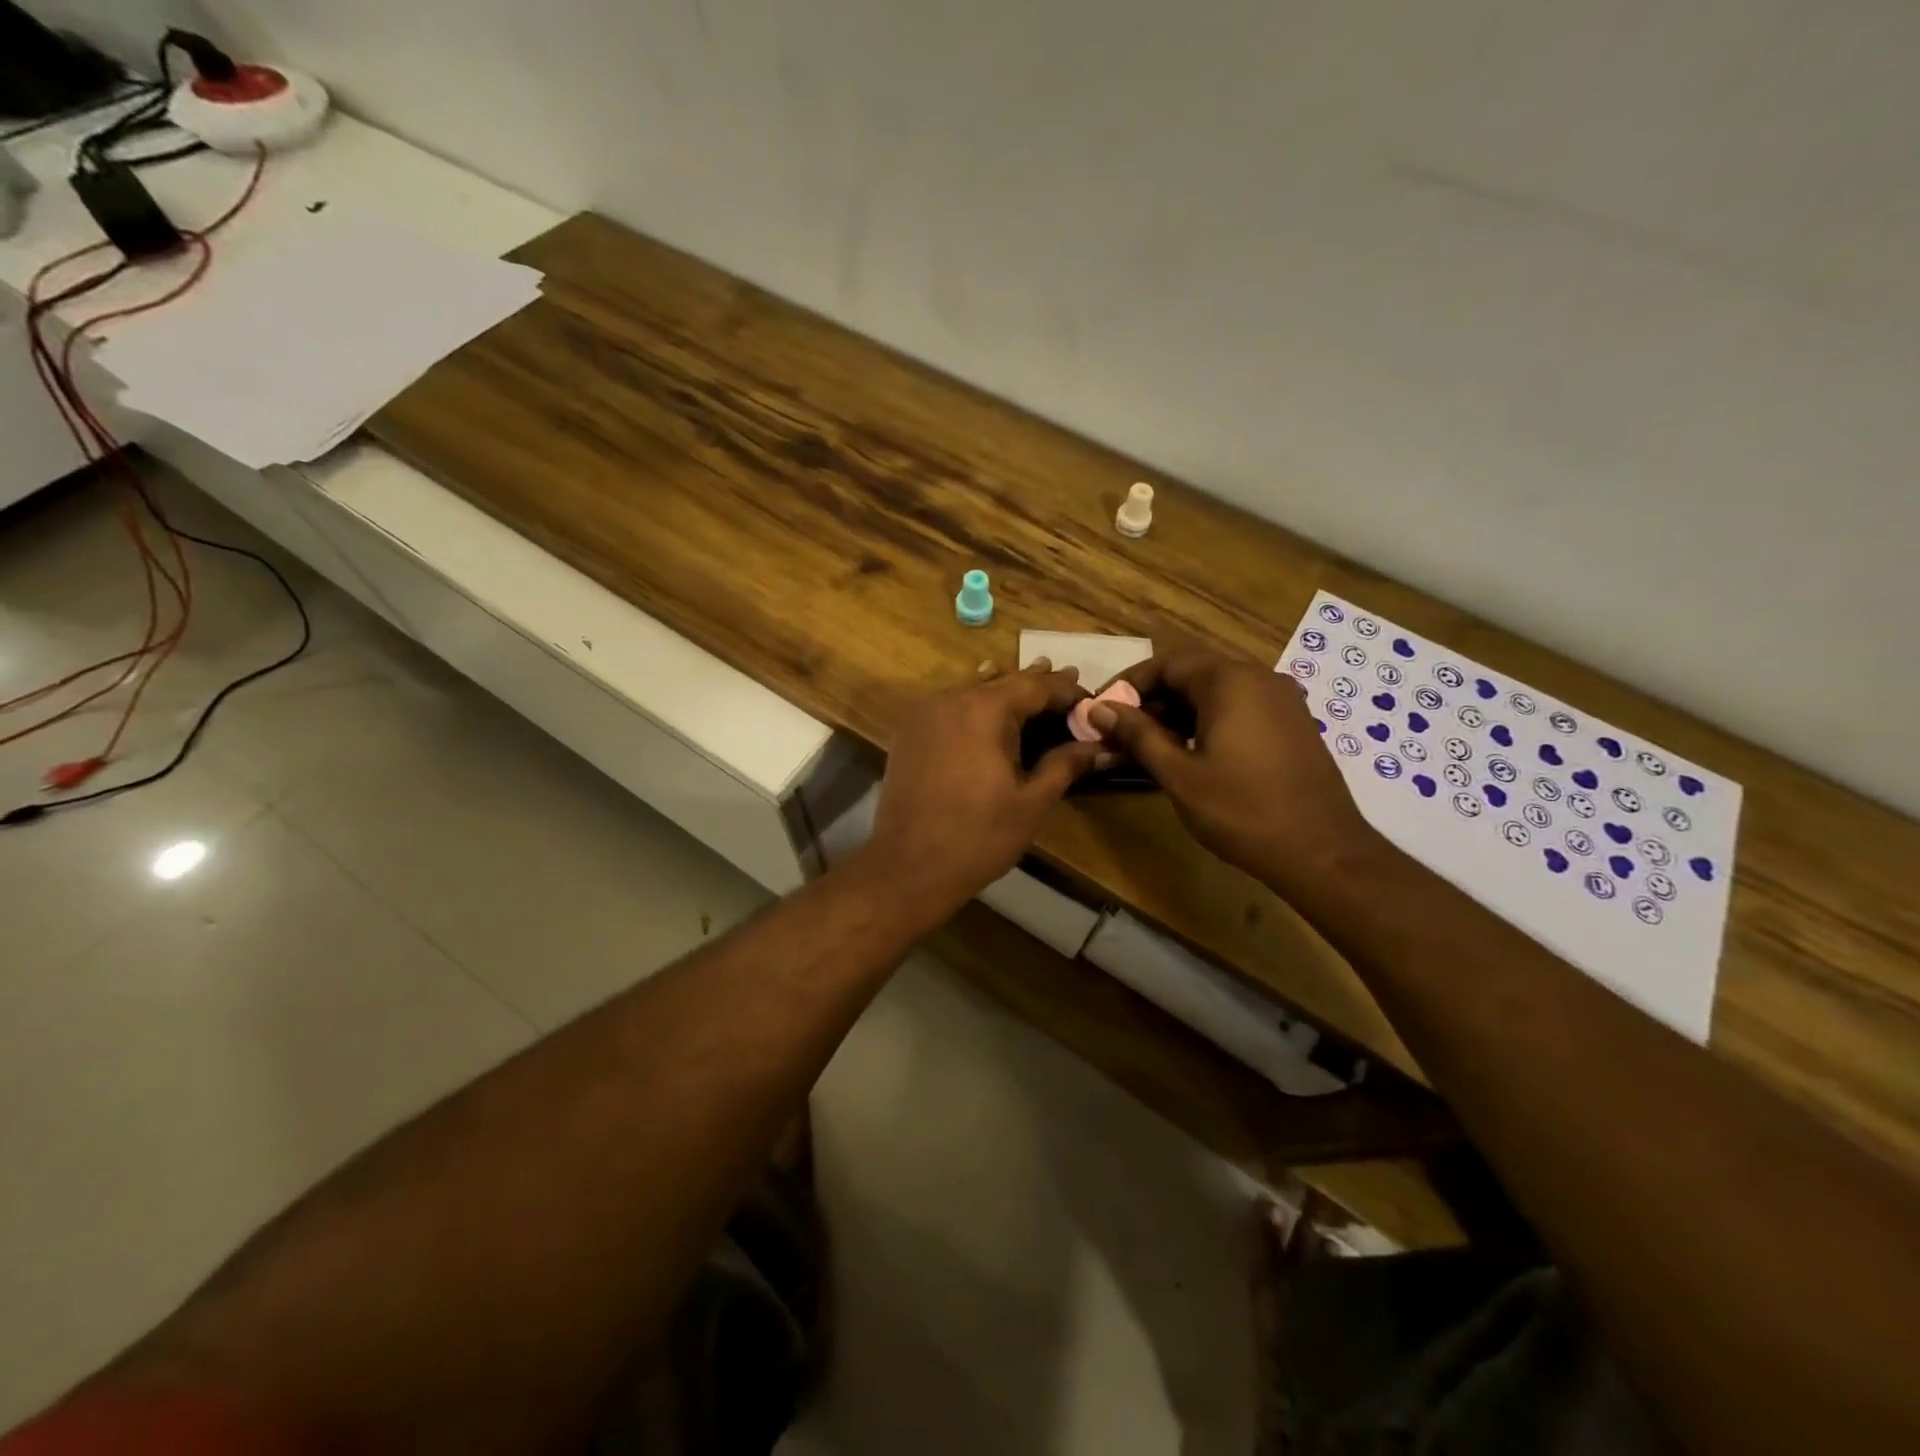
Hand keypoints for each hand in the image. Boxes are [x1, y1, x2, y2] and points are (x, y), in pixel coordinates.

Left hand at [851, 661, 1101, 922]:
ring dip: (1004, 687)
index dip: (1065, 689)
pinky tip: (986, 708)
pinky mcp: (908, 732)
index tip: (1090, 699)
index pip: (1035, 686)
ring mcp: (925, 713)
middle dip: (1037, 683)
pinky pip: (949, 704)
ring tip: (1033, 686)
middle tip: (1069, 679)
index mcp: (986, 710)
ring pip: (973, 688)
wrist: (908, 866)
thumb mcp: (1031, 802)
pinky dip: (973, 701)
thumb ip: (1064, 765)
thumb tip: (1099, 747)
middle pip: (1003, 681)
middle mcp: (952, 699)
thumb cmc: (978, 837)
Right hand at [1091, 640, 1377, 894]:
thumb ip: (1137, 735)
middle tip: (1122, 731)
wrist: (1322, 851)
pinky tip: (1191, 752)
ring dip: (1179, 711)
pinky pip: (1241, 707)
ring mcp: (1281, 700)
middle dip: (1153, 698)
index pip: (1168, 663)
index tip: (1104, 709)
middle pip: (1193, 673)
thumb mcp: (1179, 774)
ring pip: (1217, 691)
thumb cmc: (1242, 811)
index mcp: (1230, 681)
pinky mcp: (1292, 723)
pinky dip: (1209, 720)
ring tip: (1150, 745)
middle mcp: (1259, 678)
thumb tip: (1099, 709)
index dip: (1130, 683)